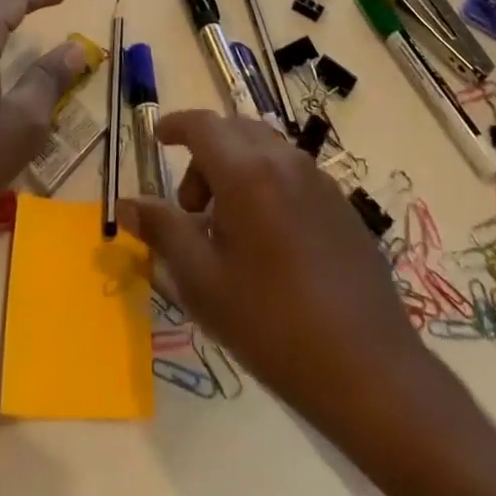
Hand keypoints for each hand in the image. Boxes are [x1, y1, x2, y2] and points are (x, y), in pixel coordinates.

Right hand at [123, 110, 449, 436]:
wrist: (370, 370)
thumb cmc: (272, 324)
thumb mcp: (203, 281)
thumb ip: (162, 231)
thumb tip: (125, 203)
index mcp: (246, 171)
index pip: (202, 125)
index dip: (175, 126)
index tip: (158, 140)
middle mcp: (283, 160)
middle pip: (233, 130)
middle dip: (204, 154)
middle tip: (190, 208)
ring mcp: (318, 179)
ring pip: (264, 149)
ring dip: (235, 169)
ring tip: (228, 230)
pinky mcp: (341, 203)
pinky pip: (291, 173)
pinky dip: (265, 183)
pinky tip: (268, 242)